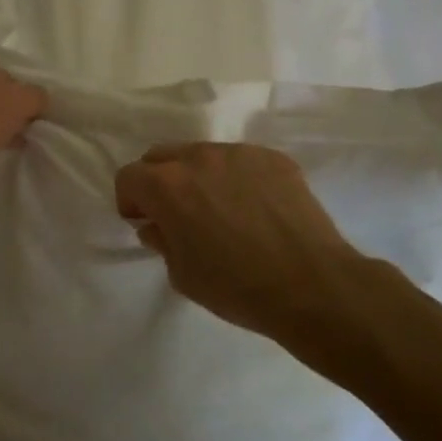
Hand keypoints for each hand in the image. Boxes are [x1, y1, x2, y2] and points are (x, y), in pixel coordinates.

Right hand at [114, 143, 410, 349]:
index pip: (128, 177)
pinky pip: (241, 161)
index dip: (130, 201)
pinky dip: (236, 178)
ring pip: (202, 154)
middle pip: (161, 156)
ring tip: (220, 210)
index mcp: (166, 185)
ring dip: (198, 176)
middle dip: (159, 181)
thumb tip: (157, 225)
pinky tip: (255, 210)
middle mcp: (198, 157)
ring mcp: (239, 153)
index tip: (144, 222)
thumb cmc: (236, 287)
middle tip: (176, 214)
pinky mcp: (273, 158)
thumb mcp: (182, 274)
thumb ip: (162, 240)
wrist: (312, 285)